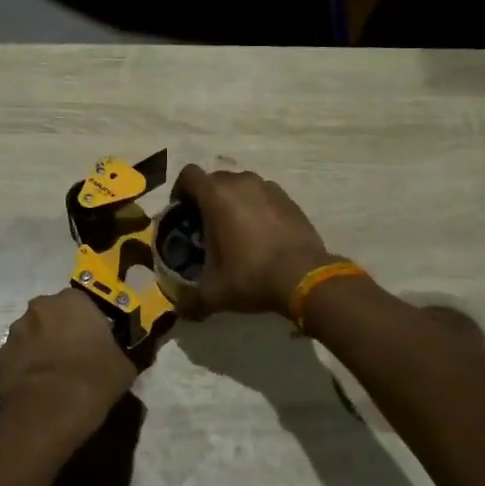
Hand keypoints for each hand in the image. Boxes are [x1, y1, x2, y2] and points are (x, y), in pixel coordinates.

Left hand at [0, 290, 136, 443]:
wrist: (50, 410)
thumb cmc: (94, 377)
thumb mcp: (123, 365)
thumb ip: (118, 352)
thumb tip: (118, 359)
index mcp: (71, 301)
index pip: (80, 303)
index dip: (87, 322)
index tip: (94, 341)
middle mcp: (39, 309)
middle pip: (51, 316)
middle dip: (59, 331)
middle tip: (74, 356)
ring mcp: (14, 334)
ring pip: (30, 338)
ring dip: (39, 350)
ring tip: (53, 377)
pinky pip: (18, 362)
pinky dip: (26, 371)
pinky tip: (38, 391)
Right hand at [170, 165, 334, 317]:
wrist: (304, 276)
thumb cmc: (251, 276)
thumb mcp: (213, 293)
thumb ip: (190, 299)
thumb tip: (180, 310)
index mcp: (216, 195)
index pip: (188, 175)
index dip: (180, 191)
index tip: (181, 213)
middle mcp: (241, 182)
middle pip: (214, 180)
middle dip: (206, 198)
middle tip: (206, 226)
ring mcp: (268, 187)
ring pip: (241, 186)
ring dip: (233, 201)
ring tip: (234, 230)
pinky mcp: (288, 198)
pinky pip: (263, 195)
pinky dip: (256, 207)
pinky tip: (260, 233)